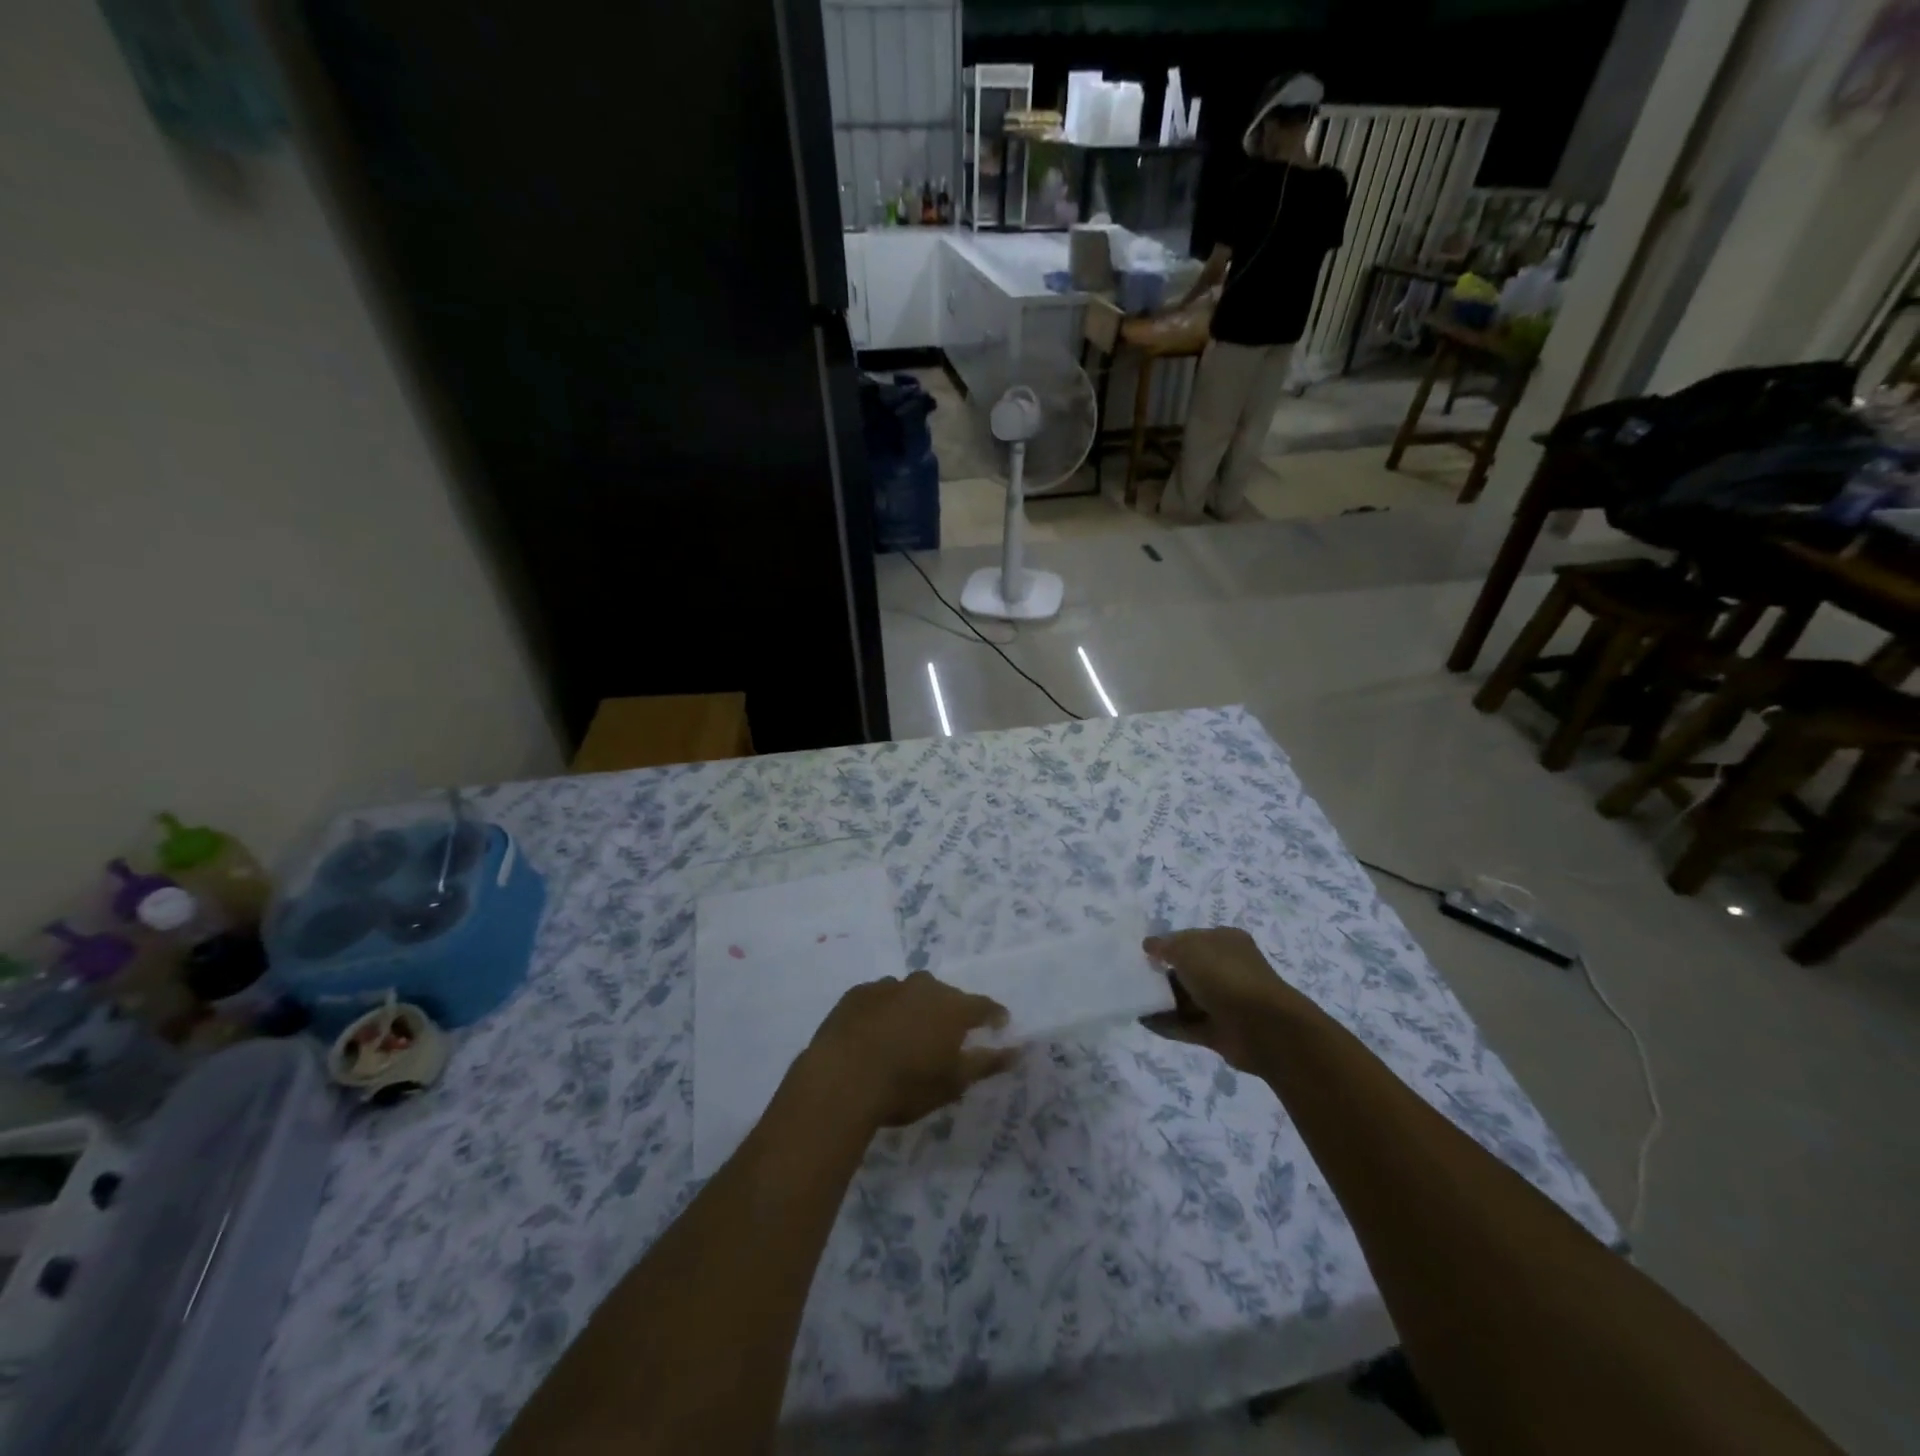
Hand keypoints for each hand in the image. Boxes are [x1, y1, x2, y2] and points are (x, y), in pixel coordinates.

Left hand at [803, 972, 1018, 1128]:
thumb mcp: (953, 1082)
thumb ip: (987, 1062)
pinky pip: (881, 998)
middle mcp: (923, 987)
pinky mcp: (857, 993)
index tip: (999, 1025)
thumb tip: (1017, 1050)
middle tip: (947, 1037)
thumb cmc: (906, 1085)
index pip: (984, 1005)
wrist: (841, 1079)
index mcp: (952, 1006)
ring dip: (915, 1010)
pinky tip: (876, 1033)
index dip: (994, 1016)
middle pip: (946, 995)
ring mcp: (887, 986)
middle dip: (951, 1012)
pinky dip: (885, 1011)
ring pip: (911, 994)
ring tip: (908, 1036)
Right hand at [1142, 928, 1295, 1072]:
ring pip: (1187, 998)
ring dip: (1162, 1001)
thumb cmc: (1224, 975)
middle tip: (1134, 977)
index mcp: (1225, 942)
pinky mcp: (1219, 1031)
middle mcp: (1227, 969)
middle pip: (1188, 969)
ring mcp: (1225, 1002)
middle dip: (1162, 973)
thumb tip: (1149, 945)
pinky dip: (1167, 1024)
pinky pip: (1187, 1025)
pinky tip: (1143, 1021)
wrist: (1261, 1026)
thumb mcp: (1187, 949)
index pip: (1190, 938)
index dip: (1166, 944)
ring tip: (1132, 1000)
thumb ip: (1164, 946)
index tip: (1142, 953)